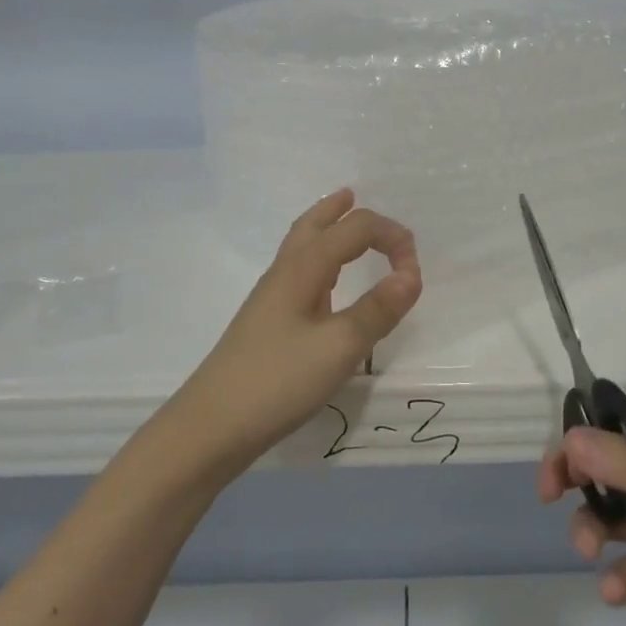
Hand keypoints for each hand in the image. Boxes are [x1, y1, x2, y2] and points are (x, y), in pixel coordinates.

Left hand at [175, 189, 421, 468]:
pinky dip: (318, 258)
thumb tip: (412, 274)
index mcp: (304, 269)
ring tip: (341, 219)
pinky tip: (324, 283)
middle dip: (341, 210)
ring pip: (301, 245)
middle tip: (361, 199)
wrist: (211, 426)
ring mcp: (270, 297)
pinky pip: (297, 271)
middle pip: (313, 224)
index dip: (390, 238)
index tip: (414, 272)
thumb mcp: (339, 348)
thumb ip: (377, 310)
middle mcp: (284, 272)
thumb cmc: (278, 382)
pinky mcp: (266, 321)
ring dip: (325, 227)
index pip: (354, 230)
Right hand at [539, 407, 625, 625]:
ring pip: (618, 518)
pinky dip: (621, 577)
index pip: (621, 429)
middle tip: (552, 499)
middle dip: (582, 485)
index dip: (584, 442)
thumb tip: (570, 440)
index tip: (557, 469)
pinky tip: (614, 590)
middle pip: (612, 471)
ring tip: (589, 551)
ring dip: (594, 530)